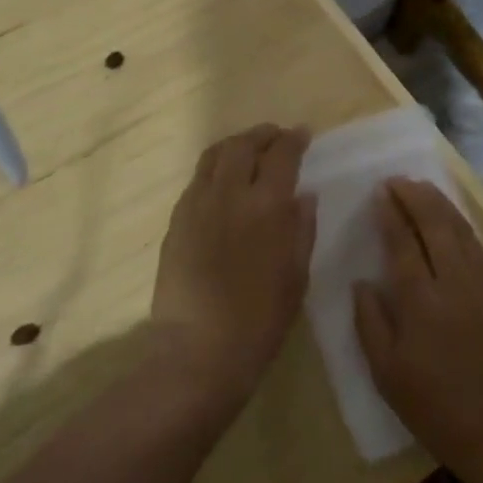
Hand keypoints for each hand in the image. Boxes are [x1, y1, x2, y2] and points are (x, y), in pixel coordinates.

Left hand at [152, 125, 315, 405]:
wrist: (199, 348)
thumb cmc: (260, 319)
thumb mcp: (296, 276)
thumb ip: (302, 229)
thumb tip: (305, 195)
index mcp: (268, 206)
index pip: (282, 155)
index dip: (294, 139)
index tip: (303, 134)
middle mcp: (231, 193)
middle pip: (245, 145)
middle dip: (263, 134)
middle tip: (276, 136)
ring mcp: (198, 203)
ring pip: (215, 155)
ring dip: (236, 144)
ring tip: (248, 149)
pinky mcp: (177, 219)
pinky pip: (197, 179)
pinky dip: (214, 167)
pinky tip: (222, 180)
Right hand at [353, 178, 482, 472]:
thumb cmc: (435, 408)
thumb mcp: (387, 373)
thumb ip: (370, 322)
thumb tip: (362, 282)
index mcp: (421, 303)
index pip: (403, 243)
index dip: (391, 213)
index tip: (381, 192)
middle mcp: (456, 283)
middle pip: (436, 225)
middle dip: (416, 196)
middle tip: (399, 180)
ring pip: (462, 231)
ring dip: (441, 205)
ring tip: (423, 188)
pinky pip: (480, 248)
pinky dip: (463, 226)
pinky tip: (452, 221)